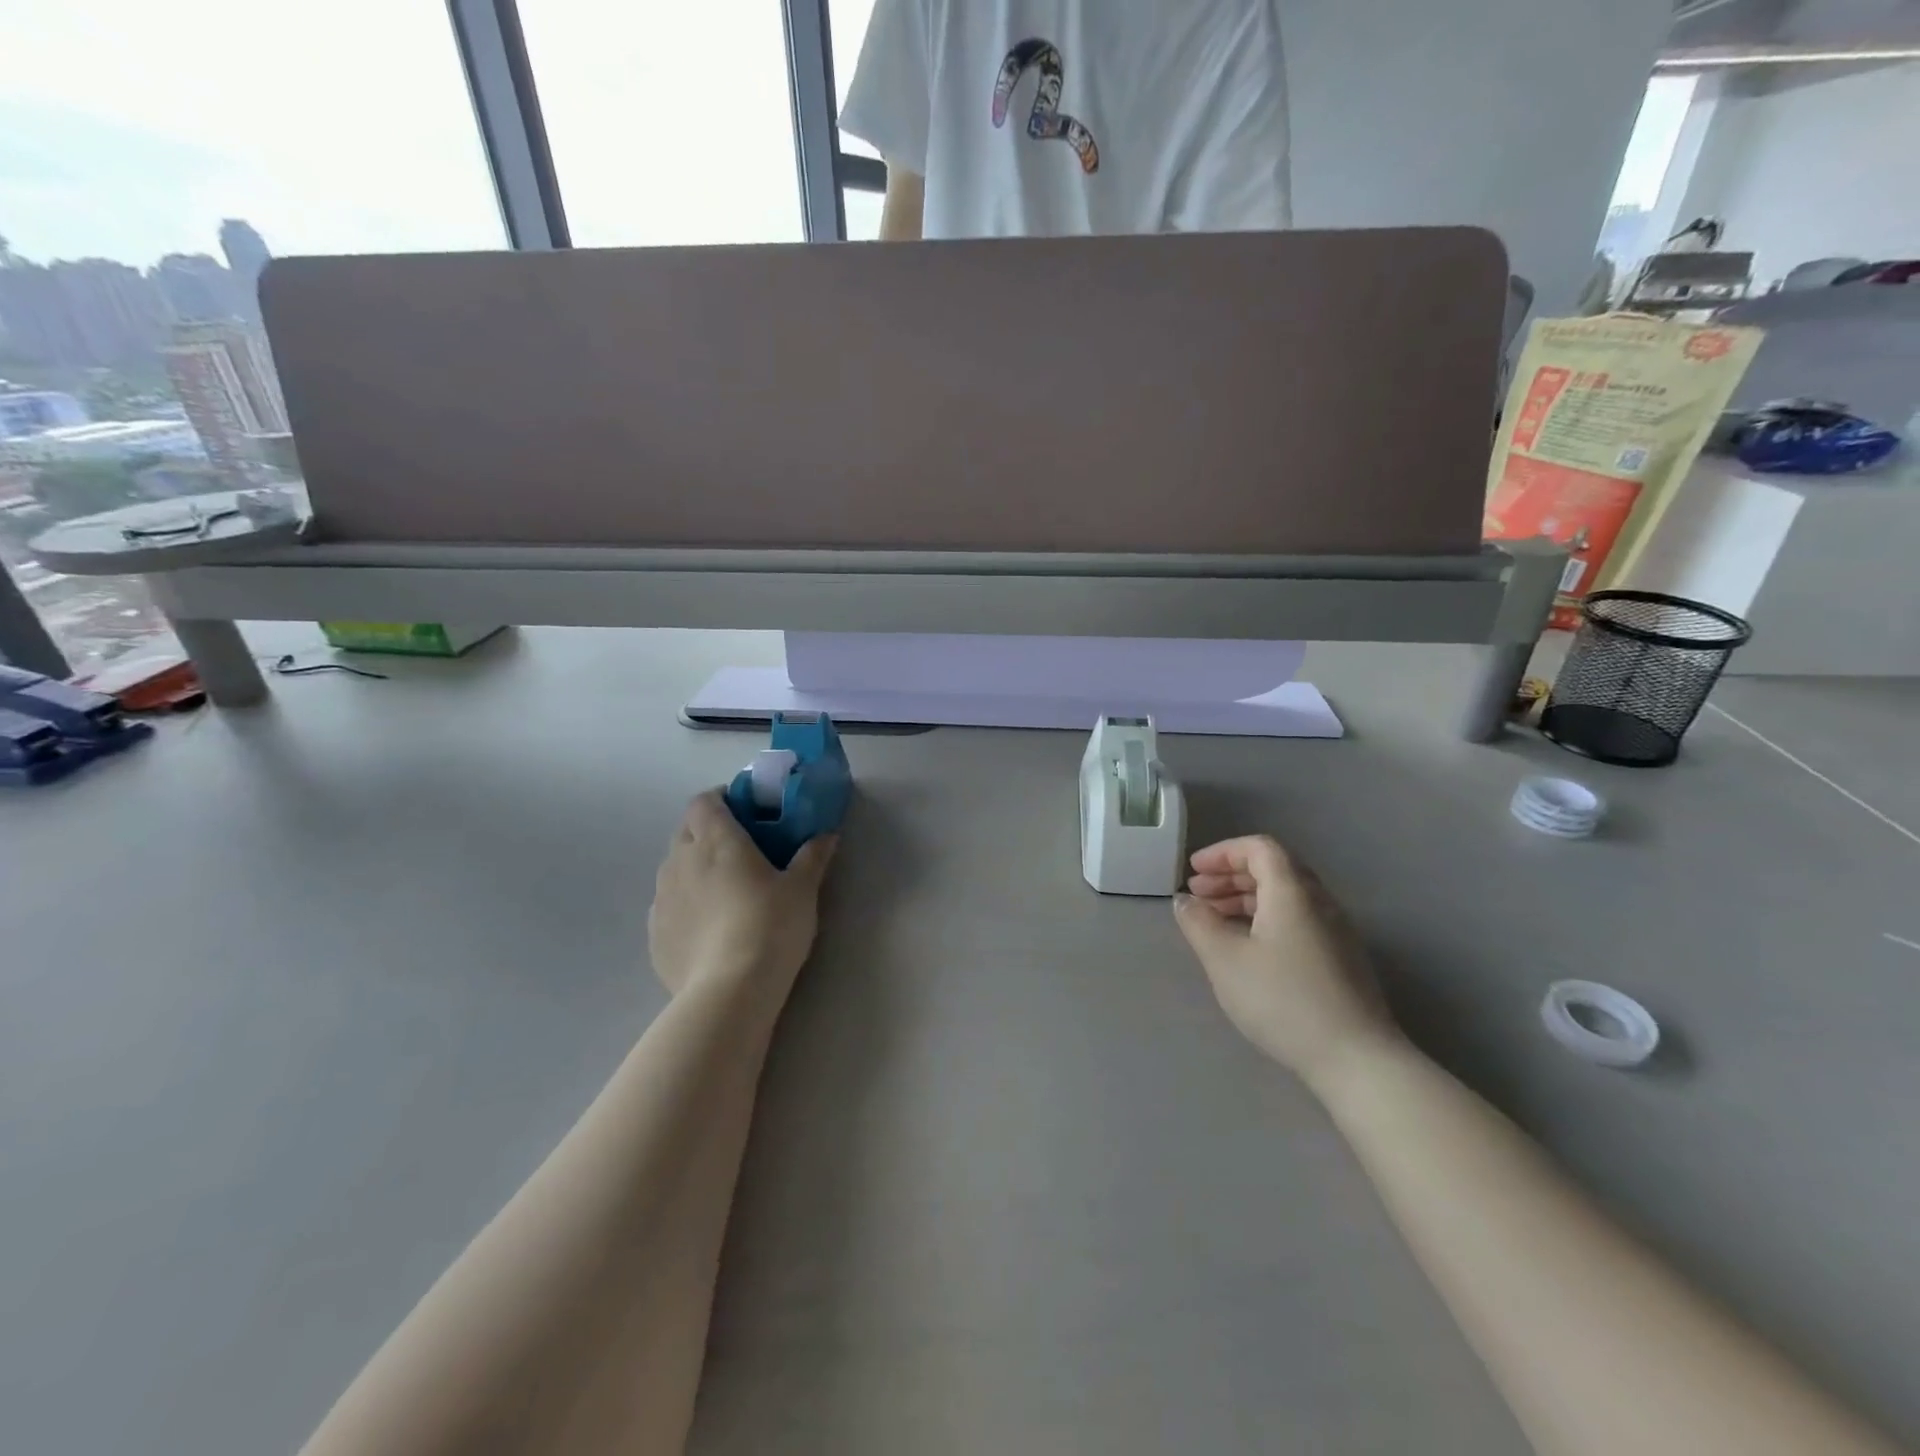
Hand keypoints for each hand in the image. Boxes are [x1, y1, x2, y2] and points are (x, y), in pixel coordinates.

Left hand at [648, 791, 837, 997]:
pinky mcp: (654, 933)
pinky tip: (708, 927)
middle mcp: (681, 861)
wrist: (729, 992)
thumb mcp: (803, 890)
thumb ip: (812, 856)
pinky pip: (668, 905)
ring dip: (694, 868)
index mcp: (717, 841)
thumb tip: (827, 835)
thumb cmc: (771, 926)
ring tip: (723, 890)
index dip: (720, 799)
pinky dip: (685, 904)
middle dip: (707, 831)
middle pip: (686, 830)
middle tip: (739, 848)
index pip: (704, 801)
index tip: (744, 810)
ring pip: (673, 868)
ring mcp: (662, 898)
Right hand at [1173, 835, 1400, 1090]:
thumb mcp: (1225, 960)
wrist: (1356, 1059)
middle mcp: (1319, 901)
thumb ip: (1199, 923)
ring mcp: (1336, 931)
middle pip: (1273, 868)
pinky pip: (1297, 919)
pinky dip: (1265, 918)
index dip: (1222, 853)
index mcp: (1292, 891)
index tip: (1192, 872)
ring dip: (1246, 898)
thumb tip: (1185, 900)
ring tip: (1215, 921)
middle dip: (1230, 875)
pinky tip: (1247, 948)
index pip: (1259, 848)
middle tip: (1198, 895)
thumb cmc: (1283, 1000)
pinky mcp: (1342, 958)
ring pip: (1286, 896)